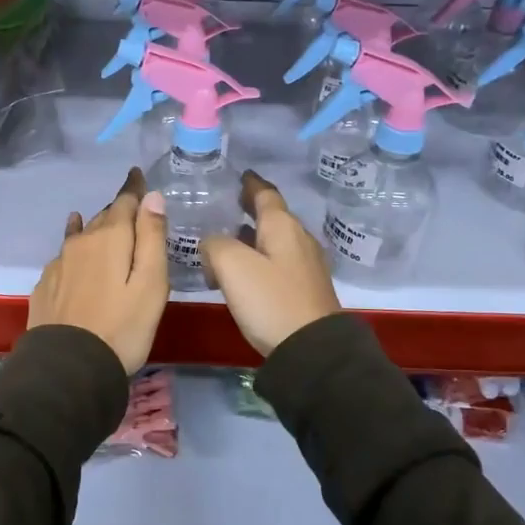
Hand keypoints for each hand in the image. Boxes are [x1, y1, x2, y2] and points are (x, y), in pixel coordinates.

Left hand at [27, 168, 169, 373]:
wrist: (68, 368)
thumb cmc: (123, 327)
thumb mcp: (151, 283)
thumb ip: (152, 237)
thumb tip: (152, 197)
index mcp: (110, 238)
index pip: (125, 201)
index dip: (134, 188)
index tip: (138, 175)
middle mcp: (81, 242)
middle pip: (103, 217)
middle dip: (118, 211)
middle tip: (131, 210)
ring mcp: (59, 263)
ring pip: (81, 236)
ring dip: (95, 228)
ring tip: (102, 225)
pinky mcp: (46, 285)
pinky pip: (65, 256)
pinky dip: (75, 249)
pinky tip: (73, 254)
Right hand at [201, 170, 340, 356]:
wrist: (312, 350)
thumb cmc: (271, 300)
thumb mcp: (232, 265)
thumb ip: (215, 244)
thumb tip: (212, 243)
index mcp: (283, 226)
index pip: (265, 194)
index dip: (250, 183)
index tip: (240, 175)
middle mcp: (298, 239)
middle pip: (273, 216)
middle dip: (251, 208)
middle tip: (228, 204)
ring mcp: (305, 265)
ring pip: (275, 240)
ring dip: (253, 236)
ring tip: (228, 238)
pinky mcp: (305, 289)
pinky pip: (278, 262)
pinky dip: (259, 257)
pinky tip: (244, 271)